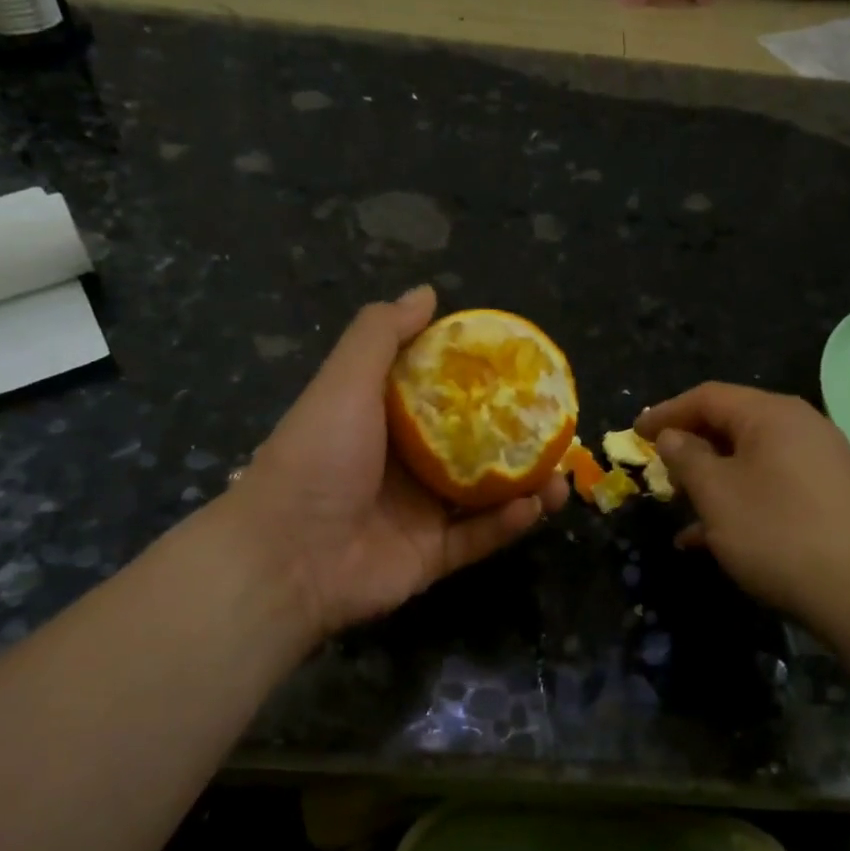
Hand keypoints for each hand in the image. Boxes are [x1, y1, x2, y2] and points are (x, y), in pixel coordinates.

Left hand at [231, 285, 568, 645]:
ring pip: (485, 496)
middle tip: (556, 428)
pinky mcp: (431, 557)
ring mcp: (419, 515)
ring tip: (562, 474)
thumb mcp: (345, 381)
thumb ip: (383, 334)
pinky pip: (478, 539)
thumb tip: (427, 293)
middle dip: (516, 439)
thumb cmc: (318, 457)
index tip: (523, 371)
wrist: (286, 557)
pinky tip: (537, 505)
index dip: (482, 382)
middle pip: (473, 448)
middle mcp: (405, 466)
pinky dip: (508, 525)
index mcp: (384, 422)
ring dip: (526, 485)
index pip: (443, 395)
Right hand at [636, 383, 849, 624]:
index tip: (635, 434)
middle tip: (659, 470)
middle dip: (690, 447)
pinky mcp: (832, 495)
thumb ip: (686, 458)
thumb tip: (672, 436)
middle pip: (733, 424)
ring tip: (682, 510)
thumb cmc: (776, 533)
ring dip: (713, 480)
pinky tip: (717, 538)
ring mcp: (822, 461)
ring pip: (752, 459)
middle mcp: (802, 426)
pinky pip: (774, 484)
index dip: (666, 413)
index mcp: (772, 414)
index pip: (708, 397)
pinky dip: (742, 500)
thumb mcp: (716, 494)